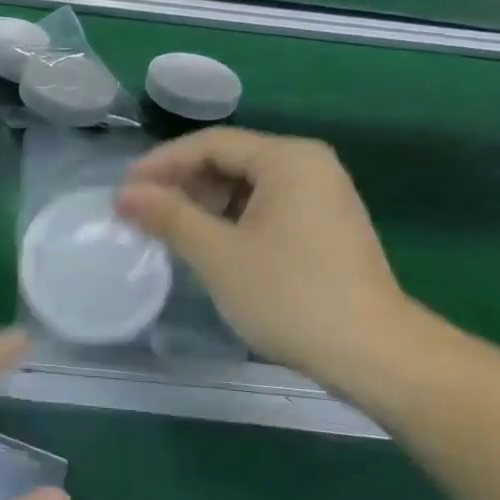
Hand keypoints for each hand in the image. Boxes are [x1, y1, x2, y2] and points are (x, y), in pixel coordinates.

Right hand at [116, 128, 412, 391]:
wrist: (374, 355)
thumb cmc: (290, 296)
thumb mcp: (218, 255)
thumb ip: (169, 216)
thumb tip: (125, 195)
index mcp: (288, 159)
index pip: (211, 144)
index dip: (162, 163)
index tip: (125, 189)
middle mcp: (310, 166)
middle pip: (232, 160)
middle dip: (184, 183)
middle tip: (143, 210)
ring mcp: (324, 196)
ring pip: (249, 186)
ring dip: (206, 203)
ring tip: (170, 229)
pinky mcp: (328, 226)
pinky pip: (268, 207)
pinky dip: (234, 219)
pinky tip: (210, 243)